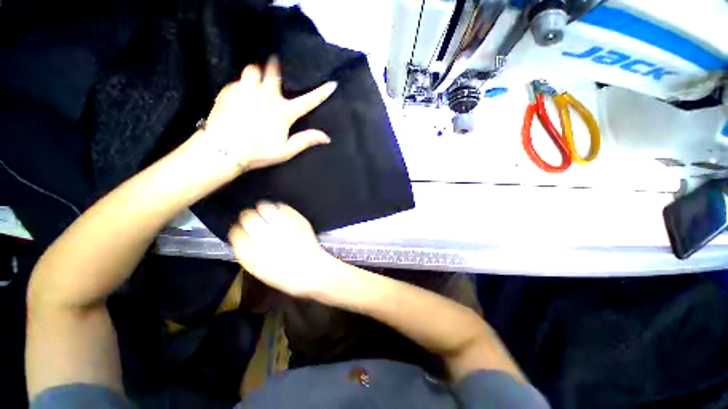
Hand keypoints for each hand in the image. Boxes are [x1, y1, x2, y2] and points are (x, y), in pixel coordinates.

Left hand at [189, 56, 336, 175]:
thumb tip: (326, 137)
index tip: (332, 83)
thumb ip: (306, 140)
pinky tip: (242, 92)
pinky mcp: (229, 90)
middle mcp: (266, 95)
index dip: (321, 92)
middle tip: (276, 63)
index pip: (308, 101)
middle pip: (274, 71)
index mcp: (283, 112)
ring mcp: (246, 90)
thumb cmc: (258, 152)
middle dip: (276, 65)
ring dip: (258, 71)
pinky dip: (243, 83)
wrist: (223, 149)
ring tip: (257, 78)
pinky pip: (238, 79)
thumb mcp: (285, 150)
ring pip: (253, 69)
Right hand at [228, 202, 340, 298]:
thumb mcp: (259, 270)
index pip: (236, 232)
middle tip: (254, 219)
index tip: (243, 230)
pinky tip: (281, 214)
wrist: (311, 271)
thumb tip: (244, 239)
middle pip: (248, 217)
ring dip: (264, 209)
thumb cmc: (286, 276)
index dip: (240, 230)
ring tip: (267, 214)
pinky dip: (280, 208)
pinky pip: (283, 207)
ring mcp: (281, 225)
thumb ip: (249, 252)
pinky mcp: (295, 219)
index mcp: (249, 251)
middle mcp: (263, 235)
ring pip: (265, 207)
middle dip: (249, 217)